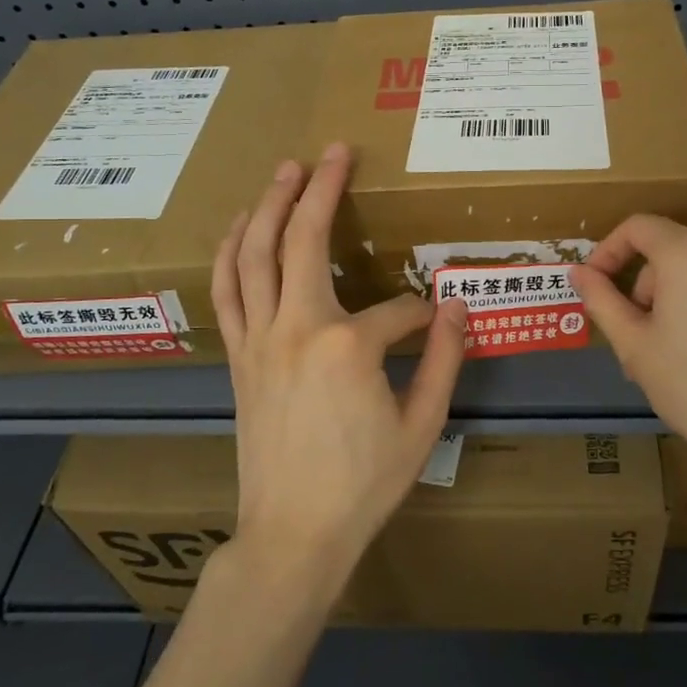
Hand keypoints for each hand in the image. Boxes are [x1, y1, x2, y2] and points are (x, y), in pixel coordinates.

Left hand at [212, 142, 467, 588]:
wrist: (292, 534)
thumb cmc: (363, 485)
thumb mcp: (423, 426)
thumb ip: (444, 360)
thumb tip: (458, 307)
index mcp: (348, 345)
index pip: (396, 309)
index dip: (421, 313)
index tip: (436, 327)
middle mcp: (296, 327)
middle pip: (302, 240)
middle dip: (321, 189)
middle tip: (334, 151)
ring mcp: (259, 338)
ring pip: (254, 254)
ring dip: (268, 206)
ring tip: (284, 171)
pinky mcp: (238, 355)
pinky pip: (228, 290)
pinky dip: (231, 251)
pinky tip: (239, 228)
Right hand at [571, 217, 686, 497]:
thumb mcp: (636, 347)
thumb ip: (602, 300)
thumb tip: (579, 271)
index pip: (637, 227)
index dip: (609, 251)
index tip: (597, 284)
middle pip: (673, 247)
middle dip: (651, 284)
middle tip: (645, 336)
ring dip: (685, 291)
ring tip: (684, 346)